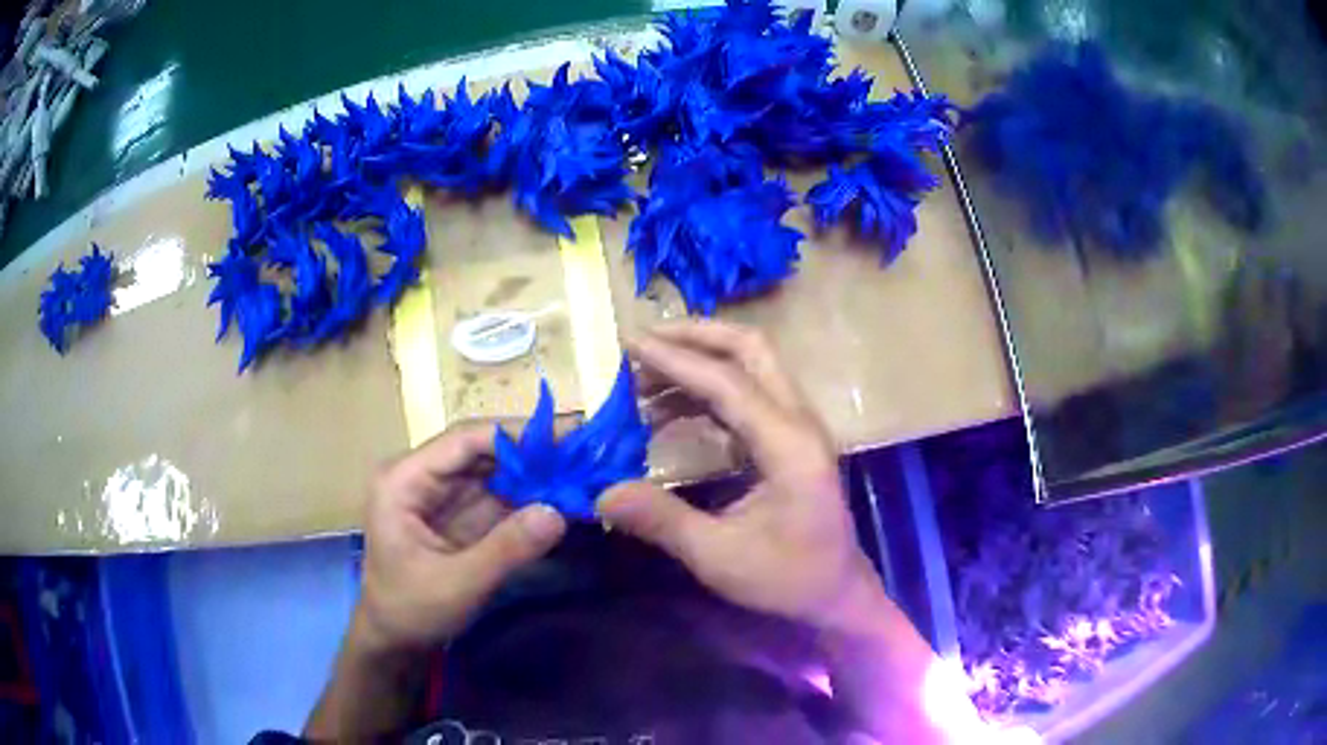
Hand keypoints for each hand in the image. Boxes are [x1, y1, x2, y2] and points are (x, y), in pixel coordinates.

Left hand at [353, 424, 566, 653]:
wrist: (394, 640)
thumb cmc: (410, 611)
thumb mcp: (457, 584)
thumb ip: (506, 549)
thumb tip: (559, 511)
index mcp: (404, 479)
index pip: (463, 440)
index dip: (516, 434)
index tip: (568, 436)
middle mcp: (423, 475)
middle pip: (483, 449)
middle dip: (534, 451)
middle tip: (588, 453)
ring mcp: (443, 493)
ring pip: (497, 469)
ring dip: (538, 471)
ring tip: (585, 470)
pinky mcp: (462, 513)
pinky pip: (502, 495)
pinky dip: (533, 496)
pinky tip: (565, 496)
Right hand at [599, 321, 879, 629]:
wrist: (836, 593)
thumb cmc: (786, 579)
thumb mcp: (720, 557)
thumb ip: (663, 521)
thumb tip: (602, 493)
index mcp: (789, 445)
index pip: (728, 382)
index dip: (675, 360)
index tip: (627, 344)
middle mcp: (799, 421)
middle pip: (751, 349)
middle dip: (695, 336)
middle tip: (641, 342)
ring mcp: (798, 426)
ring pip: (751, 365)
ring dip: (699, 361)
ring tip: (642, 378)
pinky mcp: (789, 438)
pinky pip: (747, 393)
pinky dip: (706, 388)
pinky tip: (669, 409)